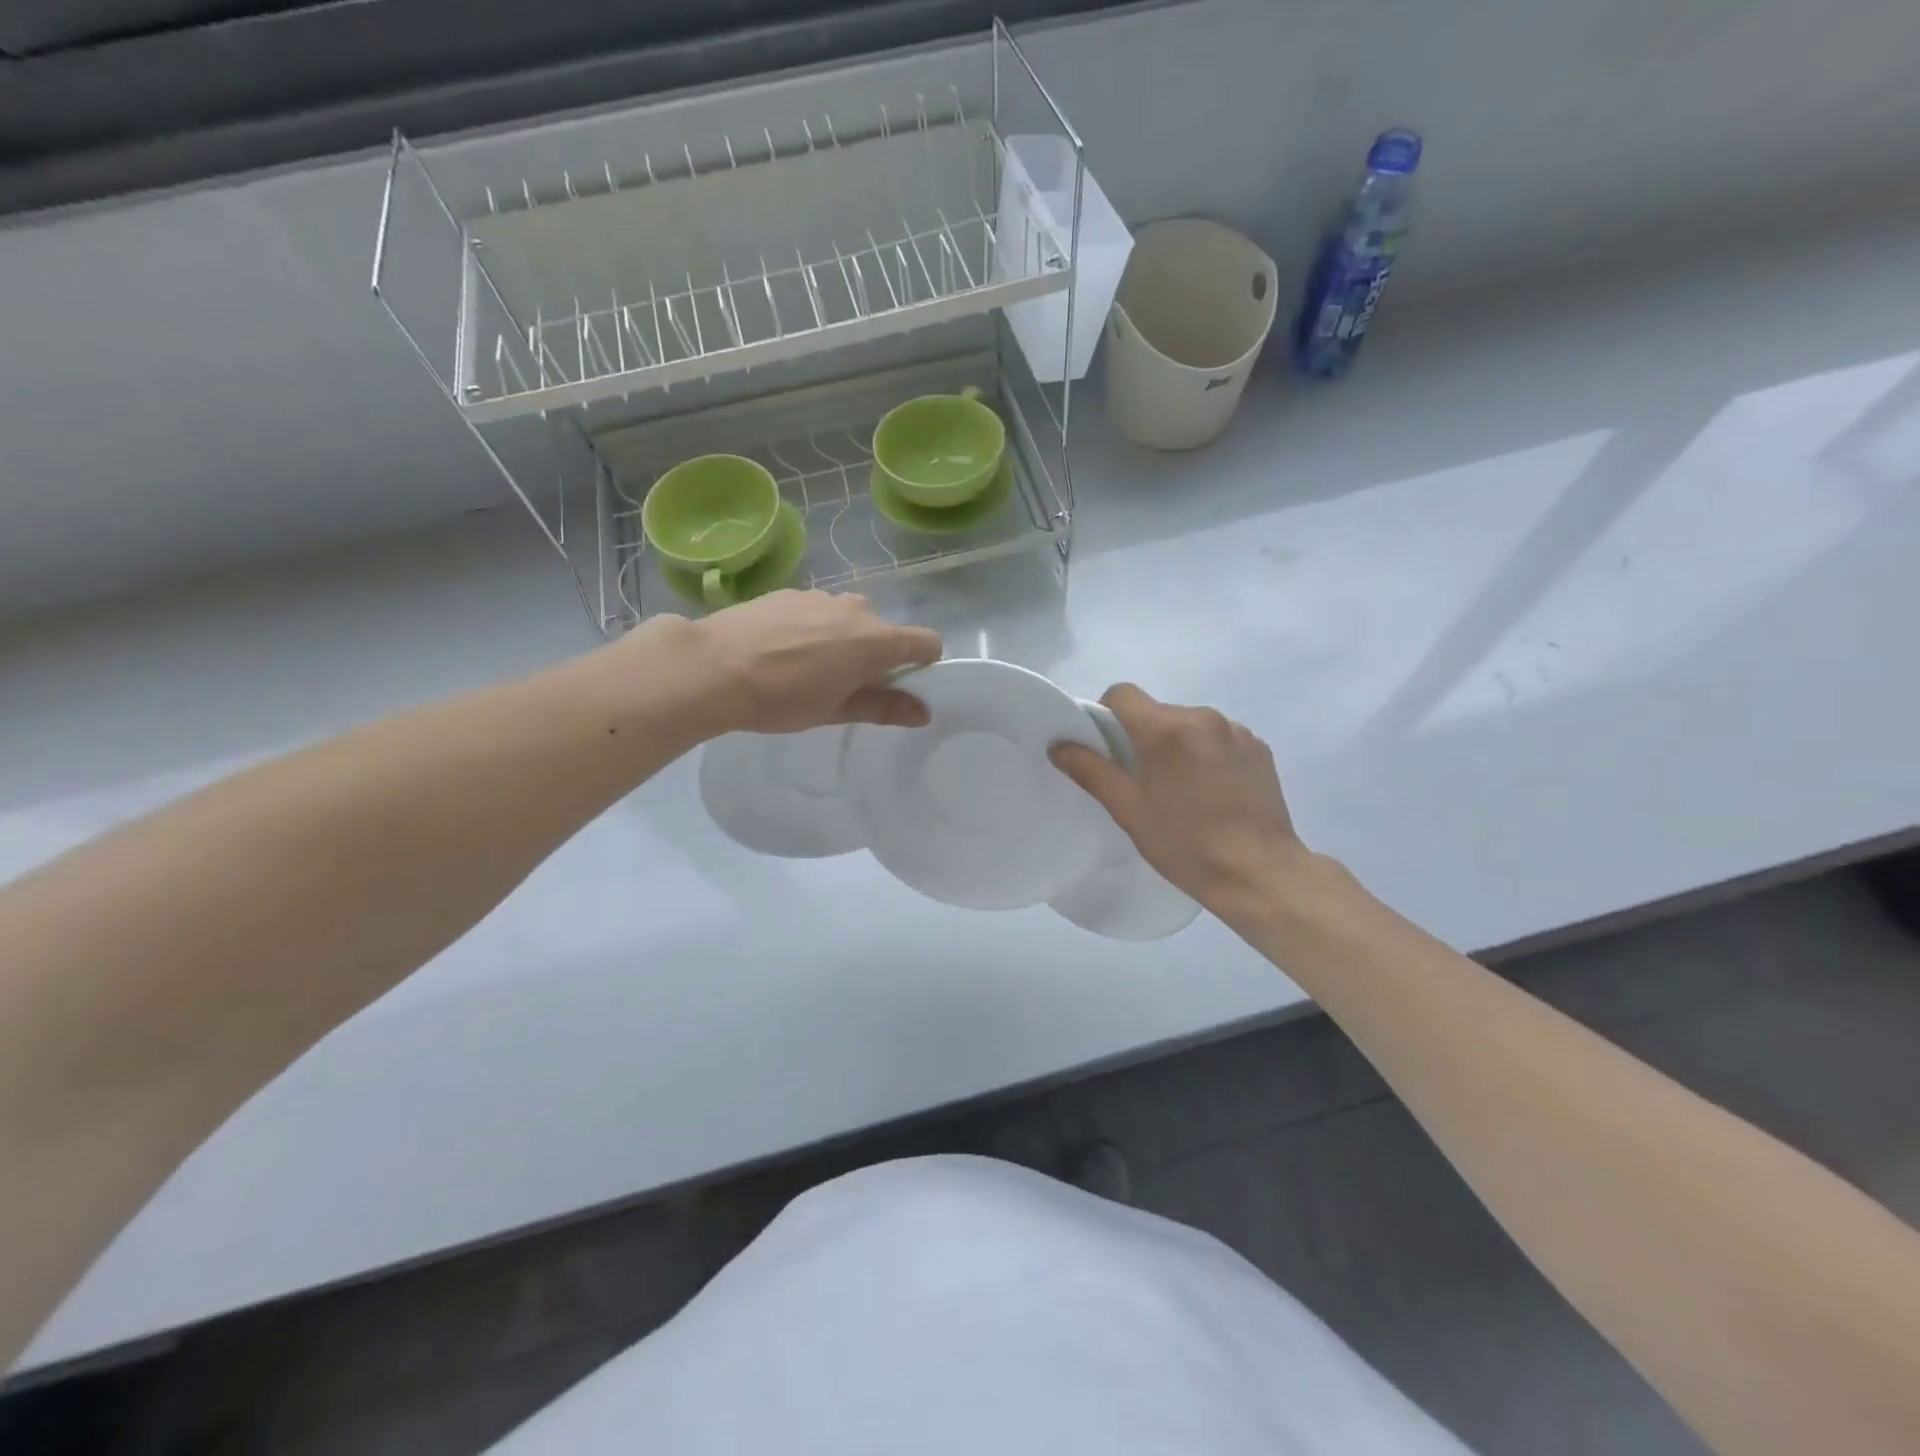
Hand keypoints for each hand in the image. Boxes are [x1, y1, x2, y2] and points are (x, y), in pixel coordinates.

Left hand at [687, 590, 941, 734]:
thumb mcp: (835, 710)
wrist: (712, 667)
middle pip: (883, 630)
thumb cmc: (781, 698)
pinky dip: (811, 628)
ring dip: (841, 639)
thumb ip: (884, 707)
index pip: (926, 641)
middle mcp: (855, 609)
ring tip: (804, 668)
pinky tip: (779, 650)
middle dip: (873, 655)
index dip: (923, 663)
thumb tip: (923, 712)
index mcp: (875, 640)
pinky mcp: (788, 591)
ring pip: (848, 618)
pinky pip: (816, 611)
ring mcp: (820, 596)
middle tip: (842, 685)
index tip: (901, 684)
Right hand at [1051, 684, 1308, 909]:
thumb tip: (1059, 745)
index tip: (1107, 748)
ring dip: (1178, 744)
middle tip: (1144, 780)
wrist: (1259, 872)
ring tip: (1183, 789)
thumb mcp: (1129, 811)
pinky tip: (1213, 791)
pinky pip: (1219, 737)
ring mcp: (1235, 730)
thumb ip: (1092, 771)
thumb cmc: (1185, 845)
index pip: (1122, 694)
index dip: (1106, 714)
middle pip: (1157, 711)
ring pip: (1190, 723)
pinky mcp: (1258, 746)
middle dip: (1144, 735)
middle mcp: (1202, 717)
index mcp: (1165, 730)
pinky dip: (1208, 753)